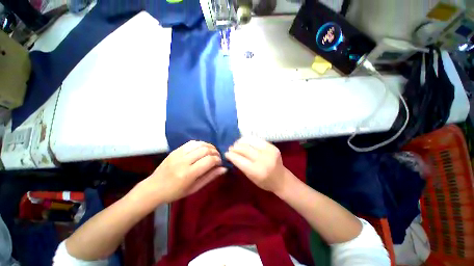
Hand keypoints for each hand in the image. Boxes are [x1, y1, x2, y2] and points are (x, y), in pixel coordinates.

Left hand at [137, 141, 226, 203]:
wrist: (153, 188)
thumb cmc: (175, 192)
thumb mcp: (194, 188)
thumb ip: (210, 177)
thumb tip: (224, 168)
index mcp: (188, 174)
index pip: (209, 161)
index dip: (218, 160)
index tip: (220, 163)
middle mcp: (184, 161)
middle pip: (205, 150)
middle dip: (215, 152)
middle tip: (217, 157)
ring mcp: (178, 154)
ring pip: (199, 144)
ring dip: (209, 146)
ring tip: (212, 152)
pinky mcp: (175, 150)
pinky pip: (192, 142)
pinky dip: (200, 144)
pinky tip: (203, 148)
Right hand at [225, 137, 288, 192]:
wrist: (281, 179)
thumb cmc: (264, 182)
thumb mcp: (250, 177)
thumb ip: (241, 166)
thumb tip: (232, 154)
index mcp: (256, 171)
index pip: (240, 160)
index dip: (231, 155)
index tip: (226, 153)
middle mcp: (263, 160)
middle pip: (244, 149)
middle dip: (235, 148)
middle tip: (230, 148)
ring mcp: (269, 152)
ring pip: (250, 142)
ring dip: (241, 142)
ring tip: (236, 143)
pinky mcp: (273, 147)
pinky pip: (257, 140)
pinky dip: (249, 140)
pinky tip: (244, 141)